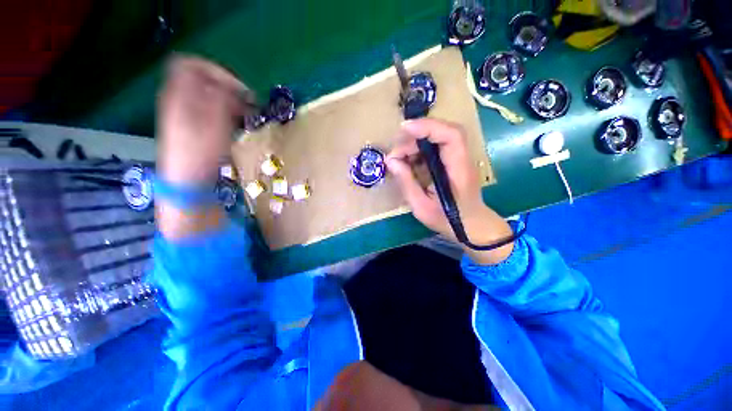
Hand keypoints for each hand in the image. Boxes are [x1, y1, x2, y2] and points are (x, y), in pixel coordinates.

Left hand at [157, 55, 252, 184]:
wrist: (187, 180)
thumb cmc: (200, 153)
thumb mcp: (214, 124)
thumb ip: (222, 99)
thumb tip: (234, 87)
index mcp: (178, 94)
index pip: (191, 64)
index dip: (216, 71)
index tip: (238, 88)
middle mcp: (179, 99)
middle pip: (202, 79)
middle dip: (228, 87)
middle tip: (249, 103)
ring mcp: (185, 113)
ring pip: (208, 95)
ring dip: (230, 101)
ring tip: (247, 114)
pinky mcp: (193, 125)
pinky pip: (210, 108)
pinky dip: (226, 111)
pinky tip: (238, 123)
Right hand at [386, 119, 513, 263]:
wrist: (471, 225)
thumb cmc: (447, 220)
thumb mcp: (421, 207)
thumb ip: (407, 183)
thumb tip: (391, 161)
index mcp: (459, 170)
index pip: (451, 136)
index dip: (428, 126)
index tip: (404, 129)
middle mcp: (462, 158)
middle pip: (443, 132)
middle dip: (416, 136)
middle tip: (396, 154)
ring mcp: (459, 157)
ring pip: (438, 137)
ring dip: (415, 143)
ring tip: (399, 158)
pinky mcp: (452, 160)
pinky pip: (435, 146)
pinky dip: (419, 150)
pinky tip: (408, 161)